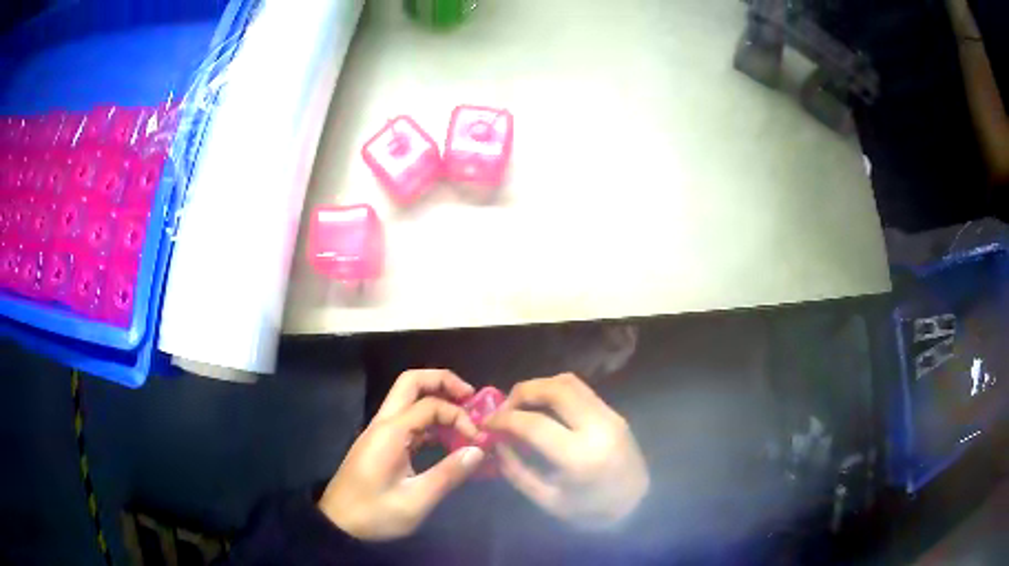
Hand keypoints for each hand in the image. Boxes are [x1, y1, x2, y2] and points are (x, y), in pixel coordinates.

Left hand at [319, 370, 485, 540]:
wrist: (338, 523)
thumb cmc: (374, 513)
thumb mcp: (415, 501)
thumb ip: (447, 474)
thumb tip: (478, 451)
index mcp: (391, 433)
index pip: (431, 405)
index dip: (459, 416)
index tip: (478, 440)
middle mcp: (384, 424)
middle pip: (411, 382)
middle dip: (444, 382)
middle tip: (472, 398)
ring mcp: (380, 432)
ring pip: (408, 398)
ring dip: (437, 400)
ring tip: (465, 418)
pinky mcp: (381, 444)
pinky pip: (408, 420)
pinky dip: (430, 421)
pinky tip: (448, 439)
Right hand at [485, 373, 648, 530]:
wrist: (639, 506)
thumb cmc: (591, 511)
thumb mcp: (547, 500)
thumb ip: (517, 470)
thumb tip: (496, 443)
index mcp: (579, 456)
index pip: (534, 423)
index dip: (503, 419)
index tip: (487, 424)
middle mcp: (598, 427)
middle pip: (554, 389)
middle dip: (521, 392)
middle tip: (504, 408)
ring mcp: (610, 416)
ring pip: (569, 382)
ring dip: (539, 387)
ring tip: (522, 405)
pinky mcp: (615, 413)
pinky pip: (581, 390)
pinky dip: (556, 391)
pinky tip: (544, 408)